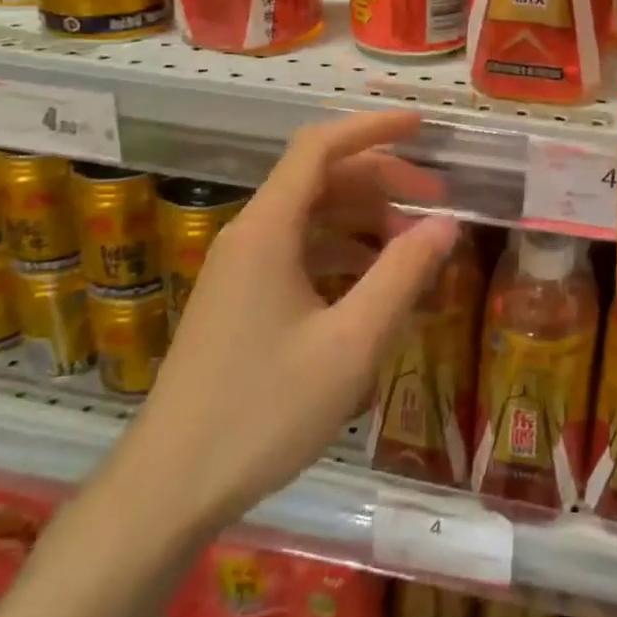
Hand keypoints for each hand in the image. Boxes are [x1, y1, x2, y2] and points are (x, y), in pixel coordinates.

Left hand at [118, 111, 457, 535]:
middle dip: (382, 181)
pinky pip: (299, 255)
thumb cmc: (263, 411)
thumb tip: (447, 224)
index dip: (373, 128)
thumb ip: (402, 275)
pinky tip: (375, 286)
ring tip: (415, 248)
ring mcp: (240, 270)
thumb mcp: (351, 343)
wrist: (169, 488)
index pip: (320, 147)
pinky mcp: (240, 301)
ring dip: (365, 221)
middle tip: (437, 204)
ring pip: (311, 219)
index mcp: (267, 230)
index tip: (423, 128)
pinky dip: (343, 255)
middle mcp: (249, 236)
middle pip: (320, 180)